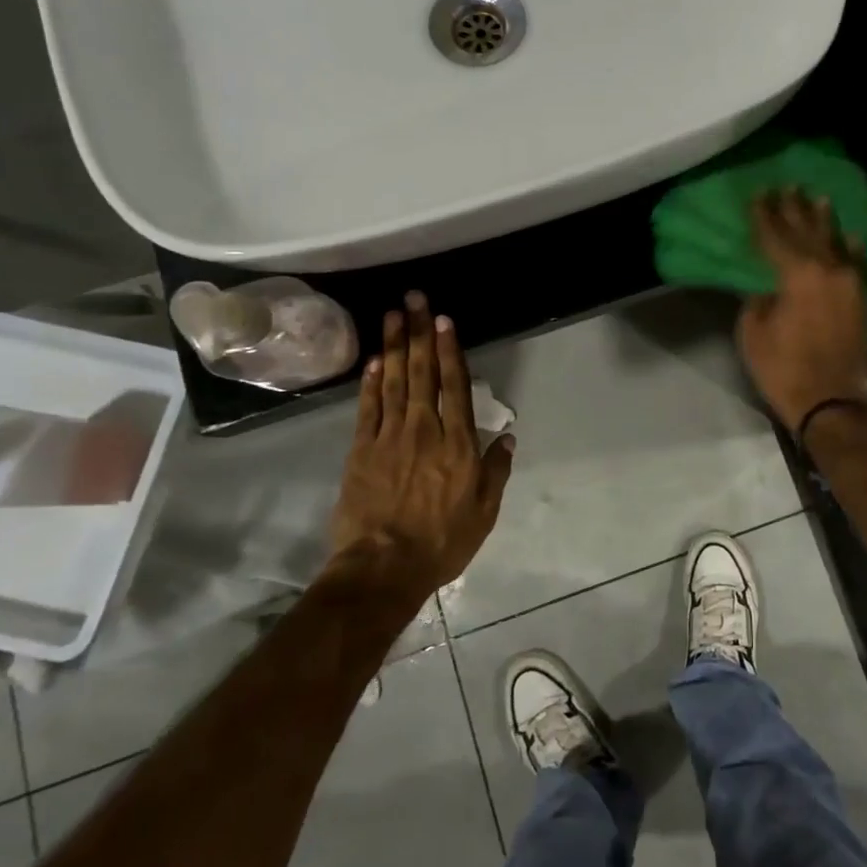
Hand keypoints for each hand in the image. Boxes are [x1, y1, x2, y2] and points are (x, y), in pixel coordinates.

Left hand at [329, 292, 515, 602]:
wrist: (382, 568)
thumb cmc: (441, 542)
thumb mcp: (484, 512)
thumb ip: (496, 471)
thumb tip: (507, 437)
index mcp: (457, 444)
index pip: (454, 386)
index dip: (450, 350)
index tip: (444, 320)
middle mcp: (423, 430)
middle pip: (422, 372)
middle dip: (419, 333)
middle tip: (415, 298)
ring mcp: (388, 437)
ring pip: (393, 381)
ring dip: (394, 345)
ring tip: (393, 315)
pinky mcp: (359, 450)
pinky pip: (366, 407)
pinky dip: (370, 381)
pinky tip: (374, 359)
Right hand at [736, 189, 866, 432]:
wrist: (833, 401)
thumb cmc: (784, 369)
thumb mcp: (753, 334)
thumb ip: (757, 302)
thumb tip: (766, 289)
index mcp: (796, 274)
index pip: (775, 236)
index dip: (764, 215)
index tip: (759, 194)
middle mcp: (827, 270)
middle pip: (807, 232)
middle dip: (795, 209)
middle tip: (788, 187)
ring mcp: (848, 284)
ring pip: (834, 243)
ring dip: (824, 221)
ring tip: (819, 199)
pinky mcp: (860, 300)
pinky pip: (855, 264)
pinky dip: (851, 249)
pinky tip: (850, 237)